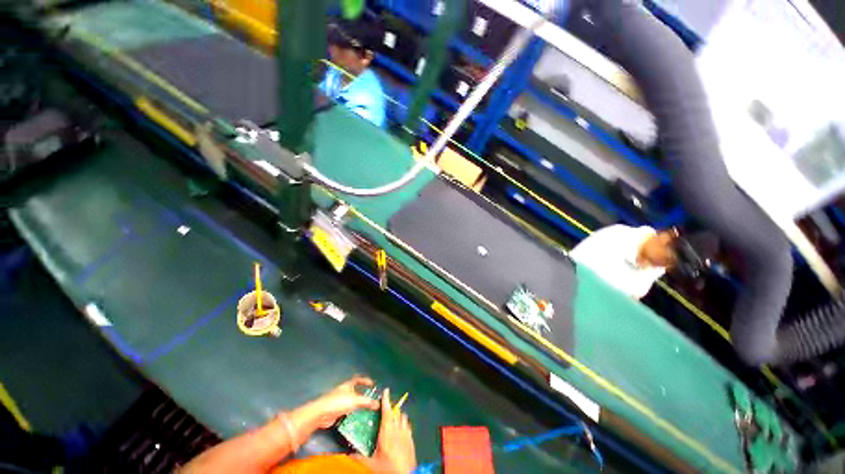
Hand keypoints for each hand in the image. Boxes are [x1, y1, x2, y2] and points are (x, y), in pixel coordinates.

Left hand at [306, 376, 379, 428]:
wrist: (321, 414)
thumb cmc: (338, 402)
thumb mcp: (355, 400)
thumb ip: (367, 402)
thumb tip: (378, 404)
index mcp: (348, 385)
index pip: (358, 379)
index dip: (365, 380)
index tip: (372, 384)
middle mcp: (344, 391)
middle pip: (355, 391)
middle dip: (363, 395)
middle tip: (371, 400)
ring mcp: (339, 402)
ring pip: (351, 402)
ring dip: (358, 406)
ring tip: (366, 411)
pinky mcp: (336, 412)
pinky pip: (347, 411)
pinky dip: (352, 414)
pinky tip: (357, 418)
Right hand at [360, 388, 416, 472]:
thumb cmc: (388, 468)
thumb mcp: (371, 464)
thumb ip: (359, 457)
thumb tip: (348, 454)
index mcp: (387, 432)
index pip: (386, 411)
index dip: (386, 400)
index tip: (386, 390)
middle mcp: (398, 429)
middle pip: (395, 412)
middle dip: (391, 407)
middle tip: (386, 405)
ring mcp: (406, 433)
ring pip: (403, 416)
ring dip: (398, 414)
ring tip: (392, 415)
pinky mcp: (411, 438)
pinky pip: (408, 425)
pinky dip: (404, 422)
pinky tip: (401, 426)